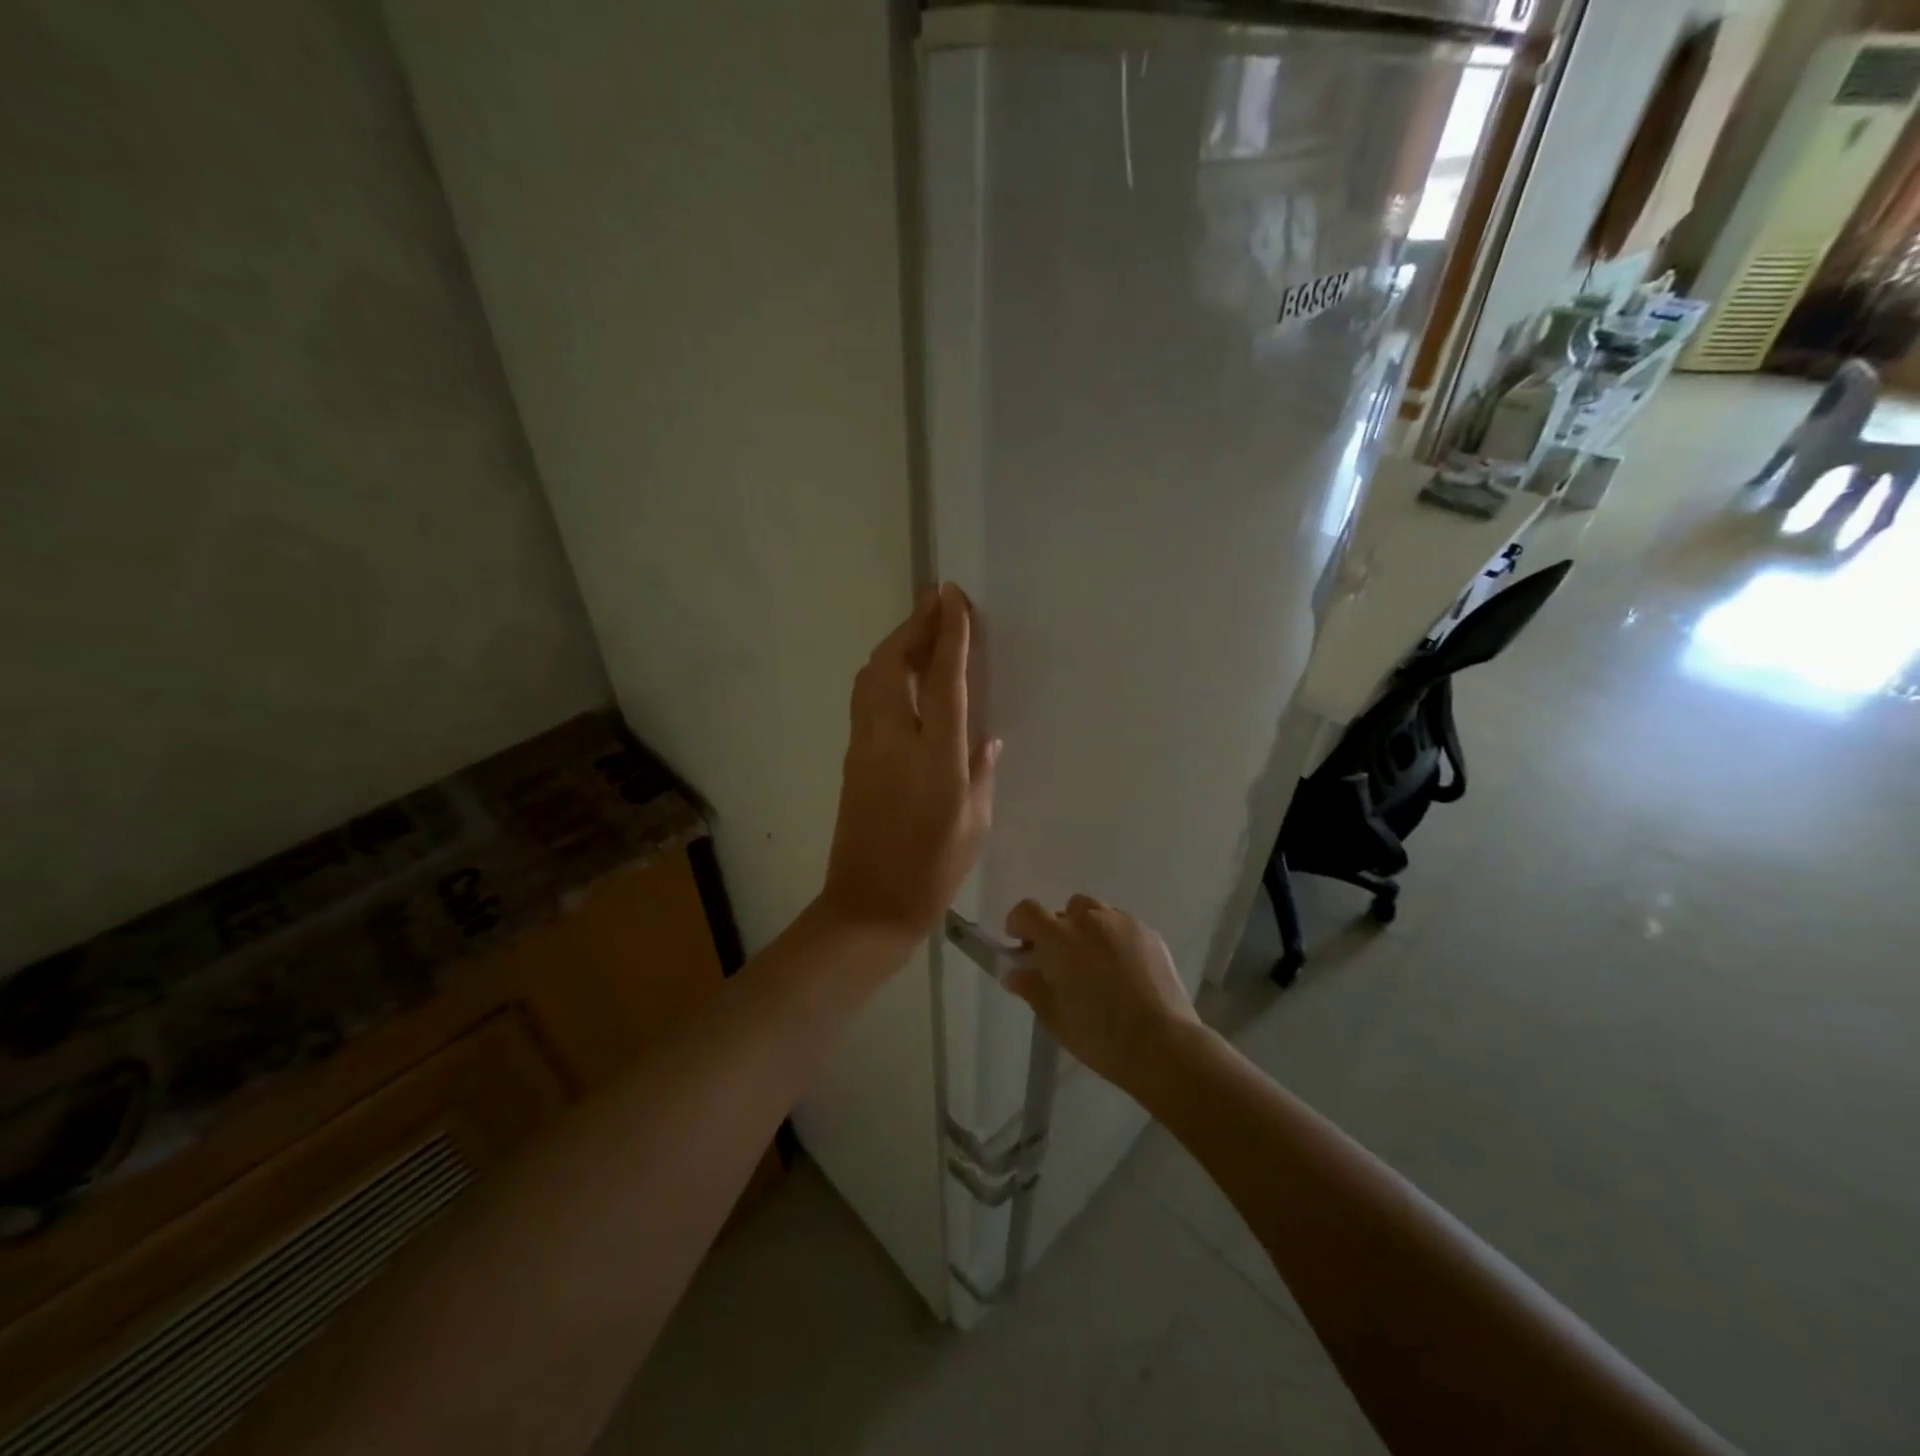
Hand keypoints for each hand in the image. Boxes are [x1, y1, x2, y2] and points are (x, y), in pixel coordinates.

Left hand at [821, 584, 999, 941]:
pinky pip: (865, 699)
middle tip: (936, 602)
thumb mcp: (975, 823)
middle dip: (913, 626)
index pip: (941, 680)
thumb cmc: (933, 872)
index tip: (953, 597)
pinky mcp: (852, 759)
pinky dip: (883, 673)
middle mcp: (894, 742)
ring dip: (894, 646)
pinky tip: (902, 675)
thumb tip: (984, 735)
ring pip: (870, 678)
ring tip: (921, 631)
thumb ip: (981, 771)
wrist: (868, 906)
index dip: (948, 634)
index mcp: (935, 758)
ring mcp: (865, 748)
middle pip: (892, 664)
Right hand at [1003, 895, 1200, 1091]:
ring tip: (1095, 962)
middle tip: (1062, 962)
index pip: (1027, 910)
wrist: (1161, 1043)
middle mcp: (1089, 920)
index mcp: (1059, 938)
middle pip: (1064, 911)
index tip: (1021, 944)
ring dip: (1087, 929)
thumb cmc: (1098, 1034)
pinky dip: (1115, 937)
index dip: (1018, 923)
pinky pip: (1122, 925)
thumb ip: (1031, 988)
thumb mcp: (1054, 1017)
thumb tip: (1014, 973)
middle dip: (1057, 930)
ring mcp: (1123, 923)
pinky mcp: (1149, 933)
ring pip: (1096, 912)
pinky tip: (1123, 969)